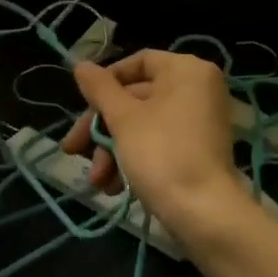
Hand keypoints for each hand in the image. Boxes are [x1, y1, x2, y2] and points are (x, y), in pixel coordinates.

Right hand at [61, 50, 247, 231]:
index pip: (138, 62)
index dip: (106, 82)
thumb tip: (80, 65)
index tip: (82, 105)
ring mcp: (200, 121)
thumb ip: (100, 89)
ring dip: (113, 150)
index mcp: (186, 70)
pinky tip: (114, 187)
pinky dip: (134, 159)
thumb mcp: (123, 118)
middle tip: (73, 151)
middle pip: (136, 97)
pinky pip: (159, 142)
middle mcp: (198, 88)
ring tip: (97, 181)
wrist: (204, 214)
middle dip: (102, 129)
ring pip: (143, 124)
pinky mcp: (198, 150)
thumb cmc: (161, 154)